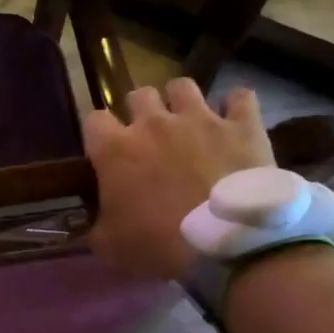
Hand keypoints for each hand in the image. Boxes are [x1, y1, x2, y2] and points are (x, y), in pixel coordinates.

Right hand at [83, 79, 274, 283]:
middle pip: (139, 95)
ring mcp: (200, 119)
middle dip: (140, 111)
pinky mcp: (242, 126)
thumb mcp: (110, 245)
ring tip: (188, 120)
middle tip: (149, 136)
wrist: (228, 246)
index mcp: (115, 149)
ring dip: (181, 100)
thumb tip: (90, 225)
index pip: (93, 119)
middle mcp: (153, 123)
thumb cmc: (158, 244)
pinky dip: (236, 106)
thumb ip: (95, 226)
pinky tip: (235, 119)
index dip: (99, 133)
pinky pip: (241, 97)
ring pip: (182, 86)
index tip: (105, 149)